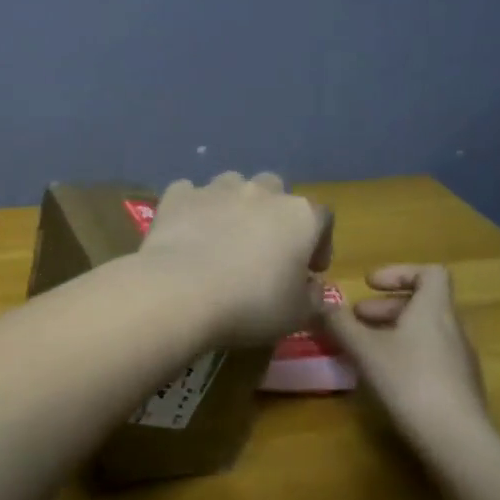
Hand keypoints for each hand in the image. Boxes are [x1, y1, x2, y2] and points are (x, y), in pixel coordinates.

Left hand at [136, 172, 332, 345]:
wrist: (181, 293)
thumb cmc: (251, 305)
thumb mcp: (297, 315)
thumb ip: (313, 297)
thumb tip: (311, 287)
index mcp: (299, 216)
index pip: (322, 218)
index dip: (320, 243)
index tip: (310, 269)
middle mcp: (260, 192)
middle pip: (275, 190)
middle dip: (273, 213)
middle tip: (264, 247)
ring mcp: (216, 189)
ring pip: (232, 185)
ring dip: (232, 204)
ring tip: (223, 235)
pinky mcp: (177, 196)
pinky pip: (189, 194)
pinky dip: (192, 208)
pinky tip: (186, 231)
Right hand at [329, 265, 487, 437]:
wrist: (456, 438)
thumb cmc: (408, 380)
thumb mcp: (364, 349)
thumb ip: (339, 322)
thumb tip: (318, 299)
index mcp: (434, 309)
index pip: (430, 273)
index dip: (398, 272)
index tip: (369, 285)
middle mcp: (453, 327)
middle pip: (422, 303)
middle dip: (385, 307)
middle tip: (356, 320)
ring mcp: (460, 358)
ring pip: (425, 331)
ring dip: (394, 331)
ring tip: (364, 349)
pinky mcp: (460, 385)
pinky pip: (431, 355)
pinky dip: (406, 353)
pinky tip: (385, 376)